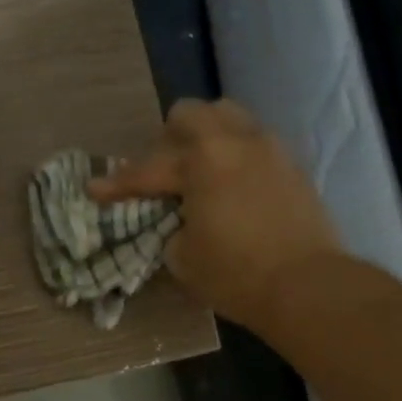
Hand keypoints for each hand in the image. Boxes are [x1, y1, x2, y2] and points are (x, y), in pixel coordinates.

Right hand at [89, 99, 341, 331]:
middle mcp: (237, 141)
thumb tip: (182, 220)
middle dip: (168, 139)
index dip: (117, 183)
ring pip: (231, 119)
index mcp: (203, 160)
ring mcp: (271, 150)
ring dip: (207, 138)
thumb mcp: (183, 258)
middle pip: (192, 113)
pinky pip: (256, 144)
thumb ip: (173, 228)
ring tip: (201, 172)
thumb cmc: (236, 274)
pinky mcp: (294, 167)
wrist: (307, 286)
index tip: (95, 189)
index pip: (148, 168)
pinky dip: (236, 157)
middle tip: (163, 173)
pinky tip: (233, 188)